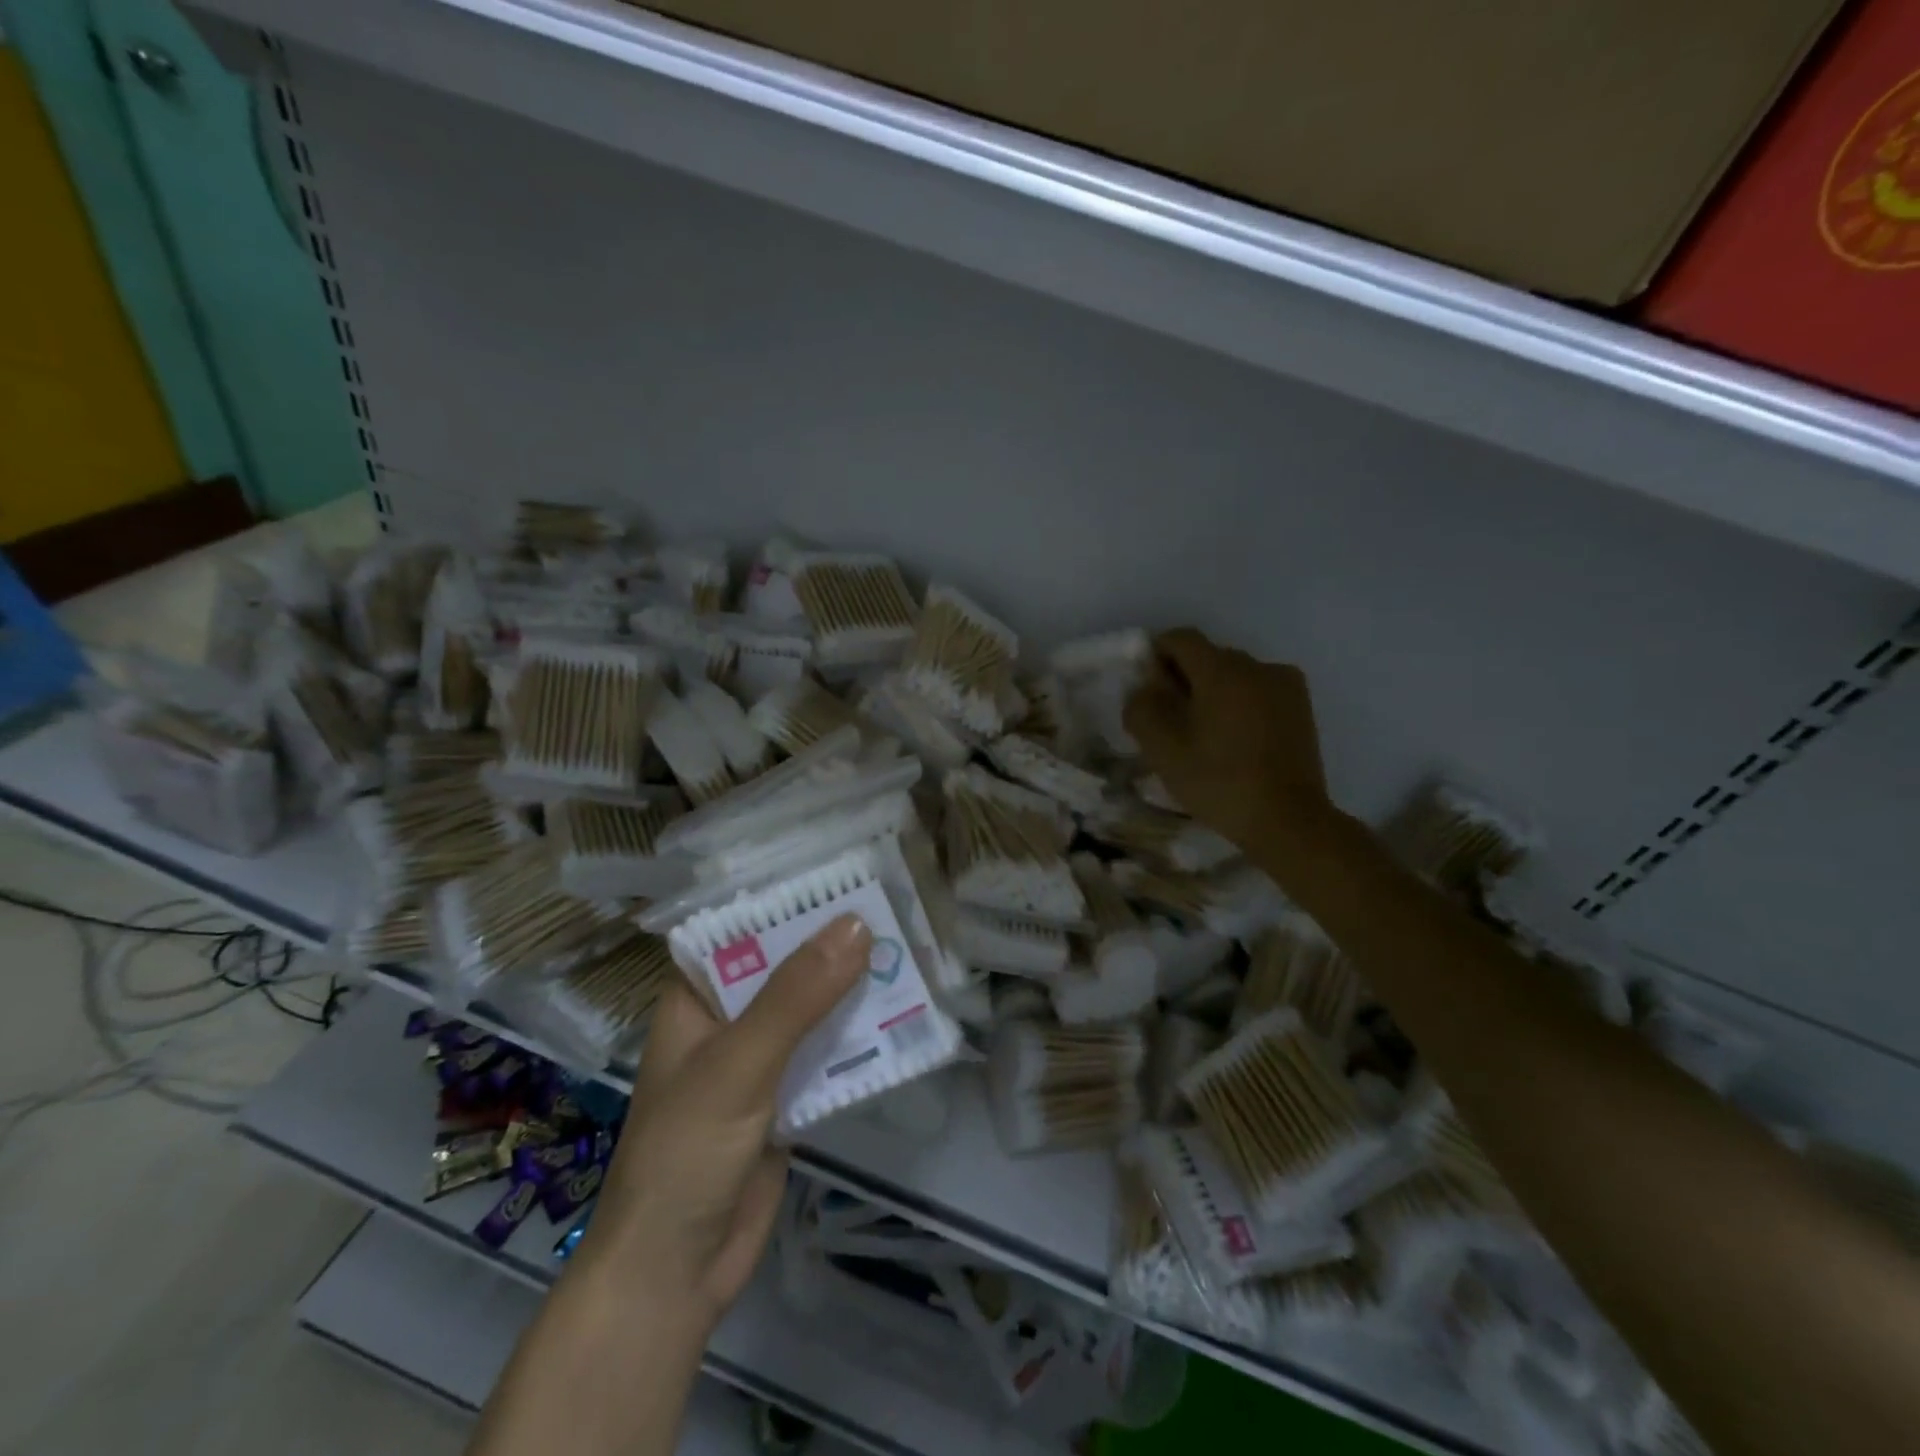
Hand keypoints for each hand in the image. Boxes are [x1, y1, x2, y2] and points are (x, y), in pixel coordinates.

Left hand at [569, 913, 873, 1335]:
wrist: (675, 1275)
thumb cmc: (686, 1153)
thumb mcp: (740, 1063)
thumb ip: (797, 996)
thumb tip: (857, 925)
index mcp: (697, 998)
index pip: (746, 928)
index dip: (791, 899)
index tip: (846, 872)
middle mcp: (728, 1019)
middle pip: (788, 967)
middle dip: (836, 944)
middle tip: (895, 907)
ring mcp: (760, 1059)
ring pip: (814, 1009)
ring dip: (855, 988)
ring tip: (911, 949)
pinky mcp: (788, 1096)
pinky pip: (828, 1053)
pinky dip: (860, 1037)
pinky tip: (904, 1015)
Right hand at [1124, 628, 1331, 865]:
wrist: (1287, 820)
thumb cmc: (1219, 782)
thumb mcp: (1163, 750)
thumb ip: (1143, 709)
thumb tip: (1145, 689)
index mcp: (1222, 670)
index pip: (1181, 639)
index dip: (1157, 655)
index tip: (1149, 690)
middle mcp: (1257, 666)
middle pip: (1209, 656)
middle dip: (1185, 678)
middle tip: (1172, 720)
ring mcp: (1285, 685)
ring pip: (1235, 675)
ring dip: (1214, 692)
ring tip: (1206, 734)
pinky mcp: (1301, 707)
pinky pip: (1259, 691)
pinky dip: (1241, 704)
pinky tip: (1236, 740)